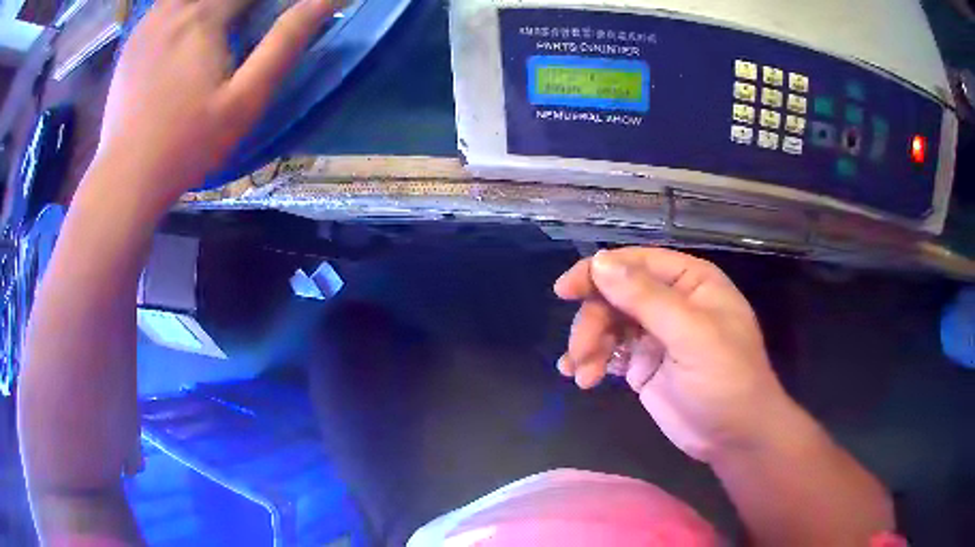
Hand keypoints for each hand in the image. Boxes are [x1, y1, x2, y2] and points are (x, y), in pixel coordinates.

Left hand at [95, 0, 338, 204]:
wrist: (125, 177)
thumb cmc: (187, 144)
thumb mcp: (245, 99)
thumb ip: (285, 42)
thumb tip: (326, 0)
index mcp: (205, 16)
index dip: (273, 0)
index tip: (276, 15)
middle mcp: (175, 8)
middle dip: (241, 5)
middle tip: (249, 24)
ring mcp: (149, 22)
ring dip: (212, 5)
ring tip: (225, 26)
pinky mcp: (134, 40)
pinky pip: (166, 4)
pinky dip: (185, 8)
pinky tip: (189, 29)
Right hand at [554, 247, 793, 461]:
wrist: (735, 436)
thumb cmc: (726, 380)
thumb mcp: (692, 335)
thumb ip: (647, 299)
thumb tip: (599, 262)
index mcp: (689, 282)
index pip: (636, 263)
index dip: (597, 271)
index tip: (564, 291)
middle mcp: (670, 301)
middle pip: (615, 295)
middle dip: (593, 322)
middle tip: (581, 354)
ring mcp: (654, 334)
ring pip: (607, 324)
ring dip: (588, 345)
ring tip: (583, 376)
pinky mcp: (642, 364)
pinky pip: (608, 352)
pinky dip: (591, 361)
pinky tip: (580, 377)